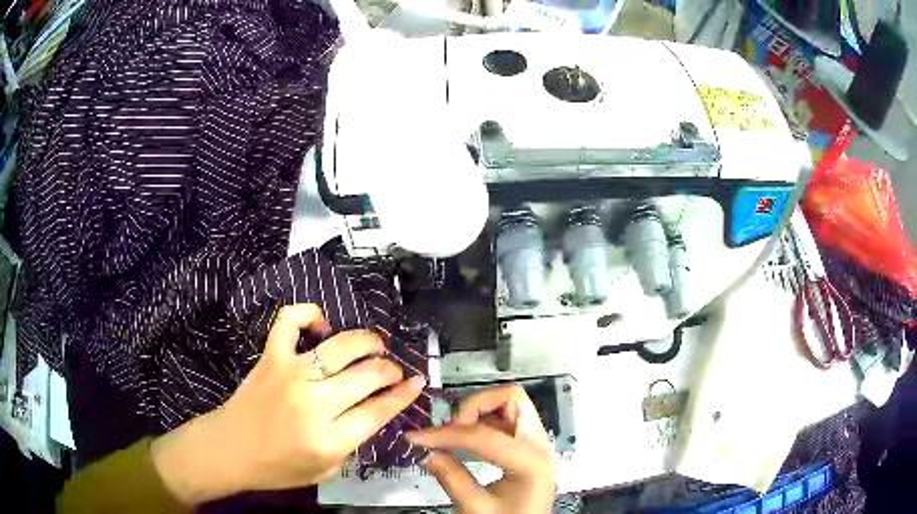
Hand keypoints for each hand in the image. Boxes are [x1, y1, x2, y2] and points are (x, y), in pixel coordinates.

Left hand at [150, 304, 425, 504]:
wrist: (231, 450)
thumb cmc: (278, 468)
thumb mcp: (326, 471)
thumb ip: (352, 442)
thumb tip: (373, 408)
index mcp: (330, 439)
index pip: (379, 410)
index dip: (404, 394)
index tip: (417, 382)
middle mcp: (314, 403)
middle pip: (368, 375)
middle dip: (390, 369)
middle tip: (393, 369)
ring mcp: (291, 373)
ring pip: (341, 346)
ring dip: (366, 341)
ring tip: (373, 345)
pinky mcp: (270, 357)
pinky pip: (290, 320)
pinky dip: (308, 314)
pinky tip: (320, 325)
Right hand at [406, 385, 554, 513]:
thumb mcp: (475, 508)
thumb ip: (451, 478)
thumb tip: (426, 452)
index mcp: (530, 461)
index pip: (483, 435)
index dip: (445, 434)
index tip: (417, 437)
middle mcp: (539, 444)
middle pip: (511, 399)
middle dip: (475, 406)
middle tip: (450, 428)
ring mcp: (537, 444)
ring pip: (510, 405)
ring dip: (479, 412)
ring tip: (454, 434)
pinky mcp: (529, 448)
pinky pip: (508, 421)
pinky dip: (484, 422)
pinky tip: (465, 440)